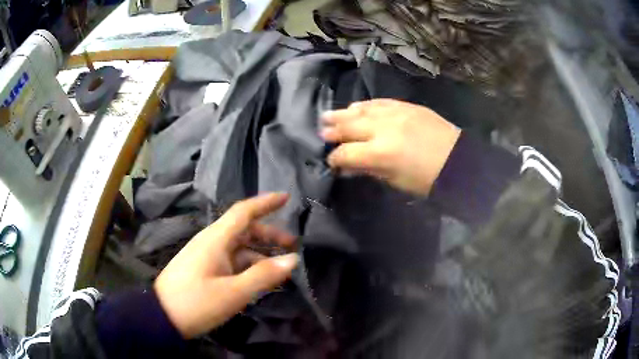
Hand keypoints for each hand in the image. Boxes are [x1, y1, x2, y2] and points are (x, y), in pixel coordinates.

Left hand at [154, 193, 298, 338]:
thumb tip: (293, 259)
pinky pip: (231, 260)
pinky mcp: (204, 268)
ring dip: (260, 252)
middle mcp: (211, 242)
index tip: (286, 198)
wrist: (162, 316)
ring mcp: (206, 255)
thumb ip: (263, 275)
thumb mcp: (233, 292)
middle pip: (243, 229)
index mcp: (216, 239)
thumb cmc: (196, 302)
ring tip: (280, 266)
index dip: (265, 202)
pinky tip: (259, 278)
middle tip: (293, 245)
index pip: (243, 212)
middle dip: (269, 234)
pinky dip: (248, 265)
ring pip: (238, 247)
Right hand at [321, 99, 460, 194]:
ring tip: (328, 115)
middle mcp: (383, 129)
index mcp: (380, 154)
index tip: (332, 162)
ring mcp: (395, 114)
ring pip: (361, 111)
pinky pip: (379, 102)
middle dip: (333, 130)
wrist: (458, 161)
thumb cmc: (427, 180)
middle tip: (322, 131)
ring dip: (343, 113)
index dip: (335, 158)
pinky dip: (365, 105)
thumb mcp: (396, 181)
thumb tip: (350, 166)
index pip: (346, 153)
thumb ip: (370, 169)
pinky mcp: (406, 106)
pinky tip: (355, 106)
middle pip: (350, 127)